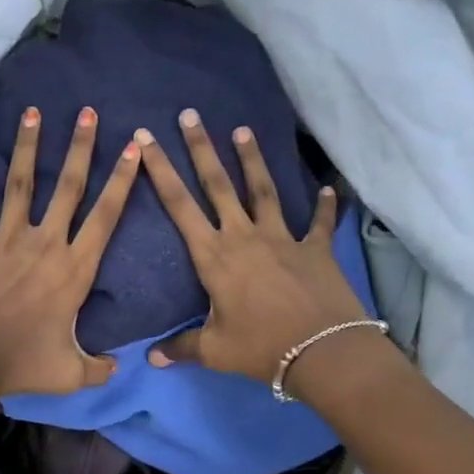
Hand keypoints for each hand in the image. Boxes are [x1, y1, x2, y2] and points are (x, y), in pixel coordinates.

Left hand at [0, 106, 141, 396]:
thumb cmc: (18, 363)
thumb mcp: (69, 374)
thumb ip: (98, 367)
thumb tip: (118, 367)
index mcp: (73, 269)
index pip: (106, 216)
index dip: (122, 180)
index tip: (133, 148)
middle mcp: (44, 243)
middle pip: (68, 187)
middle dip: (81, 147)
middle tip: (88, 112)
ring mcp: (5, 239)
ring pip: (20, 183)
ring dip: (27, 146)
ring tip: (32, 112)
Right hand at [136, 111, 369, 384]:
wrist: (323, 351)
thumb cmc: (261, 348)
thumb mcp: (214, 351)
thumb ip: (181, 347)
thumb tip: (150, 358)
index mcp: (213, 256)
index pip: (178, 205)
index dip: (159, 170)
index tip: (145, 138)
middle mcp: (244, 236)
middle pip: (218, 184)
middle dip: (201, 148)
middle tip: (190, 115)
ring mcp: (282, 239)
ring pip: (263, 190)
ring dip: (252, 160)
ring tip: (242, 130)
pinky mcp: (315, 249)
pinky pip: (319, 224)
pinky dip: (324, 207)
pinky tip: (328, 189)